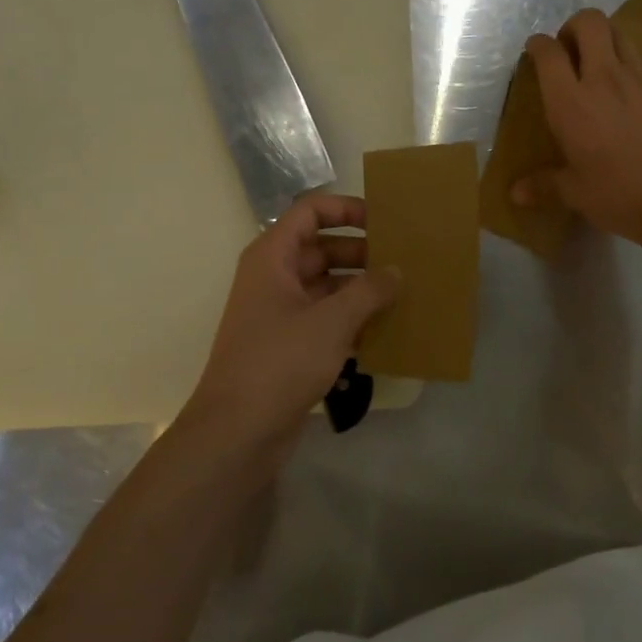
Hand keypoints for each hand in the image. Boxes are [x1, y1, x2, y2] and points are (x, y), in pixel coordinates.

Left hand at [185, 194, 399, 454]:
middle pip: (321, 248)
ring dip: (361, 288)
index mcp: (272, 257)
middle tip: (404, 260)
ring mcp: (281, 313)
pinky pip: (326, 318)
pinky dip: (352, 318)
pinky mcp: (290, 345)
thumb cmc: (280, 362)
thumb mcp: (331, 321)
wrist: (238, 431)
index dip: (346, 209)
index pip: (310, 212)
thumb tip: (397, 271)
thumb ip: (369, 291)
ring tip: (404, 292)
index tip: (383, 221)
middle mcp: (274, 278)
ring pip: (327, 285)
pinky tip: (386, 328)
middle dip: (362, 252)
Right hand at [511, 9, 641, 246]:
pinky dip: (629, 68)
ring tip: (598, 66)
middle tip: (569, 51)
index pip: (549, 53)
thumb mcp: (576, 193)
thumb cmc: (620, 194)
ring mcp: (640, 80)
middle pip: (590, 22)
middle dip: (574, 27)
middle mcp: (604, 78)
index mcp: (571, 102)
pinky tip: (629, 97)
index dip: (538, 45)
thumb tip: (516, 194)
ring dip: (604, 40)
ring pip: (620, 34)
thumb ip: (545, 185)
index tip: (534, 51)